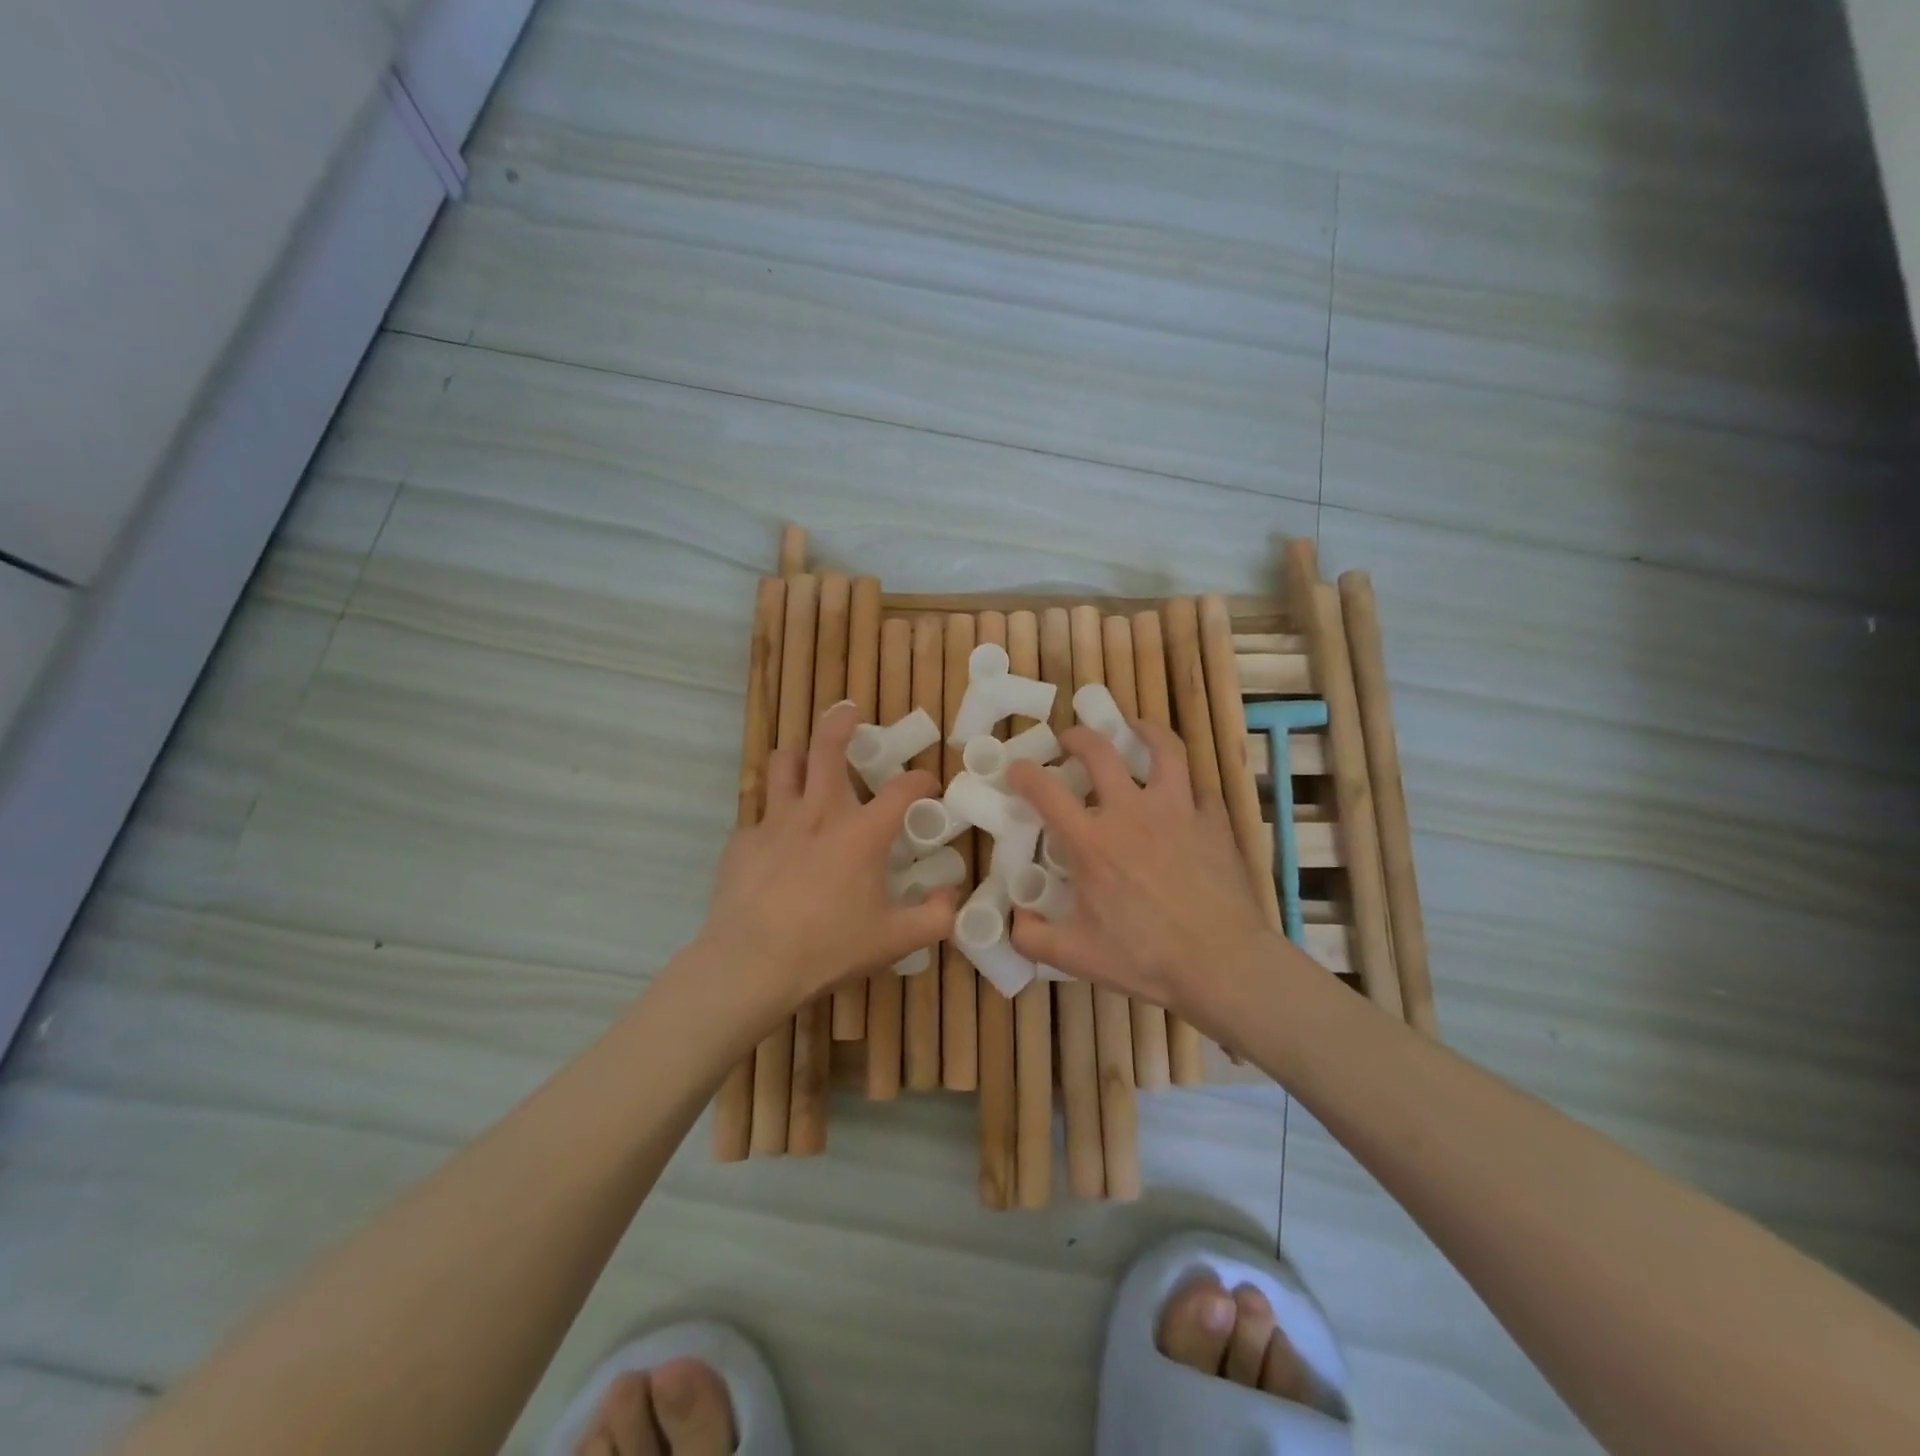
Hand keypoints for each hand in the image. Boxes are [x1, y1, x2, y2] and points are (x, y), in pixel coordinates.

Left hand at [696, 702, 955, 1017]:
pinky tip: (776, 849)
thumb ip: (935, 917)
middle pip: (827, 747)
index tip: (928, 782)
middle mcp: (819, 813)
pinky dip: (773, 822)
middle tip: (849, 713)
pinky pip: (759, 818)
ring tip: (806, 765)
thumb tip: (952, 896)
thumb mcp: (896, 941)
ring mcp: (775, 823)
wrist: (751, 965)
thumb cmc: (828, 948)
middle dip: (841, 722)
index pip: (902, 789)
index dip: (921, 779)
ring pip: (783, 765)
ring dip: (799, 758)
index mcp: (862, 833)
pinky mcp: (742, 842)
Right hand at [1006, 722, 1285, 1034]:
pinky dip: (1186, 786)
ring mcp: (1178, 811)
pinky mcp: (1214, 822)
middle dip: (1077, 736)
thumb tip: (1015, 920)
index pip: (1045, 790)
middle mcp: (1131, 812)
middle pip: (1100, 751)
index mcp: (1092, 841)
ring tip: (1133, 728)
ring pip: (1163, 748)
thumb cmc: (1145, 958)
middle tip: (1069, 740)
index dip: (1024, 773)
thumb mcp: (1076, 957)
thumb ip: (1033, 938)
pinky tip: (1181, 796)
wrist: (1222, 964)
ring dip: (1143, 730)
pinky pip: (1199, 790)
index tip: (1017, 769)